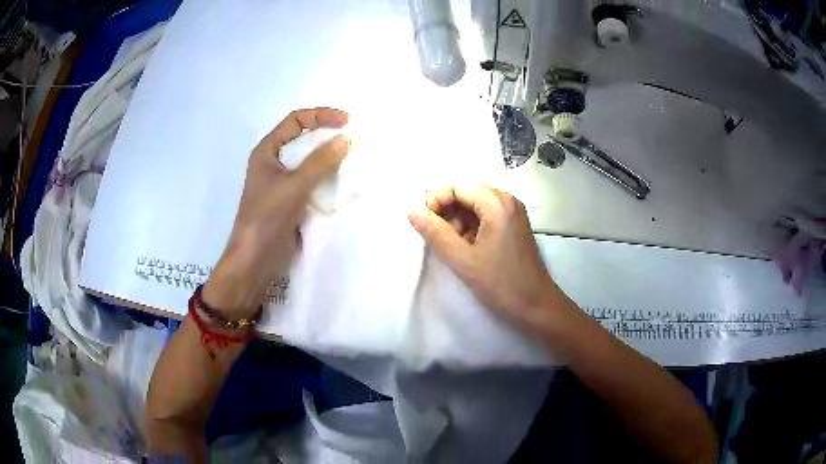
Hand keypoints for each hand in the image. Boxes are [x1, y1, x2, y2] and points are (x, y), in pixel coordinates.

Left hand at [203, 108, 350, 317]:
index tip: (347, 121)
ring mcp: (283, 183)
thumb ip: (320, 162)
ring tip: (354, 159)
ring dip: (330, 158)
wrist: (254, 261)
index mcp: (267, 151)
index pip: (295, 121)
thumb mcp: (293, 186)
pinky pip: (313, 182)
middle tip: (354, 139)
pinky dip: (328, 178)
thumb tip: (348, 138)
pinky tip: (344, 181)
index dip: (321, 115)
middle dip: (328, 136)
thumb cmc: (266, 218)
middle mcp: (274, 163)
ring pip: (310, 162)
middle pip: (303, 139)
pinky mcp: (292, 201)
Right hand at [408, 184, 573, 334]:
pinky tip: (467, 248)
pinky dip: (471, 227)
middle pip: (467, 192)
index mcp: (497, 203)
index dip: (436, 200)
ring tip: (453, 246)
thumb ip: (435, 233)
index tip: (425, 224)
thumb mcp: (462, 260)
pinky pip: (486, 216)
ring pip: (475, 205)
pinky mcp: (514, 226)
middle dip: (447, 211)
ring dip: (458, 220)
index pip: (457, 186)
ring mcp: (513, 213)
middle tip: (438, 237)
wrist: (536, 306)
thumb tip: (412, 211)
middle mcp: (507, 200)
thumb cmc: (500, 284)